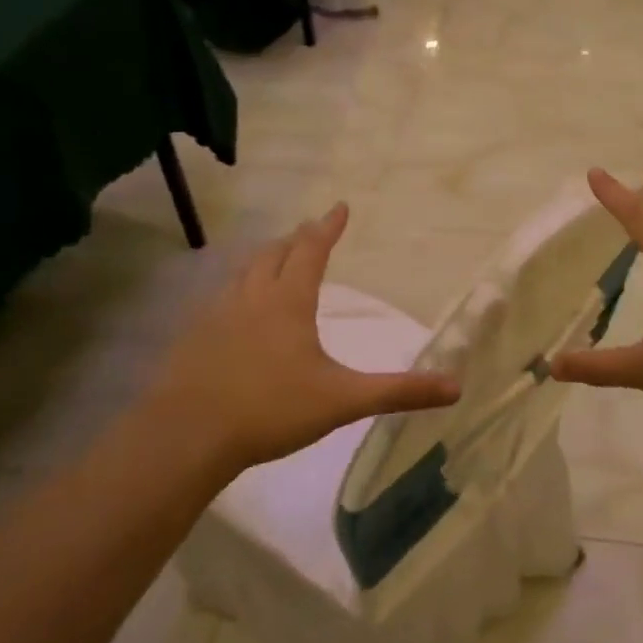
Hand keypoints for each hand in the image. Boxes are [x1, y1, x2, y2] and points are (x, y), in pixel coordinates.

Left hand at [139, 203, 460, 480]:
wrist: (187, 435)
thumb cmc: (271, 410)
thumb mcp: (343, 400)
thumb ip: (398, 392)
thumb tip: (455, 387)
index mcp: (288, 302)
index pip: (311, 251)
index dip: (328, 228)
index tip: (340, 207)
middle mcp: (251, 297)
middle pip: (274, 254)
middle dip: (296, 239)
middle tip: (310, 231)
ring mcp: (216, 315)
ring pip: (244, 273)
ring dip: (265, 259)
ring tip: (275, 260)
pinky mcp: (193, 337)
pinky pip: (221, 297)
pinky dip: (239, 289)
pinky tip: (236, 310)